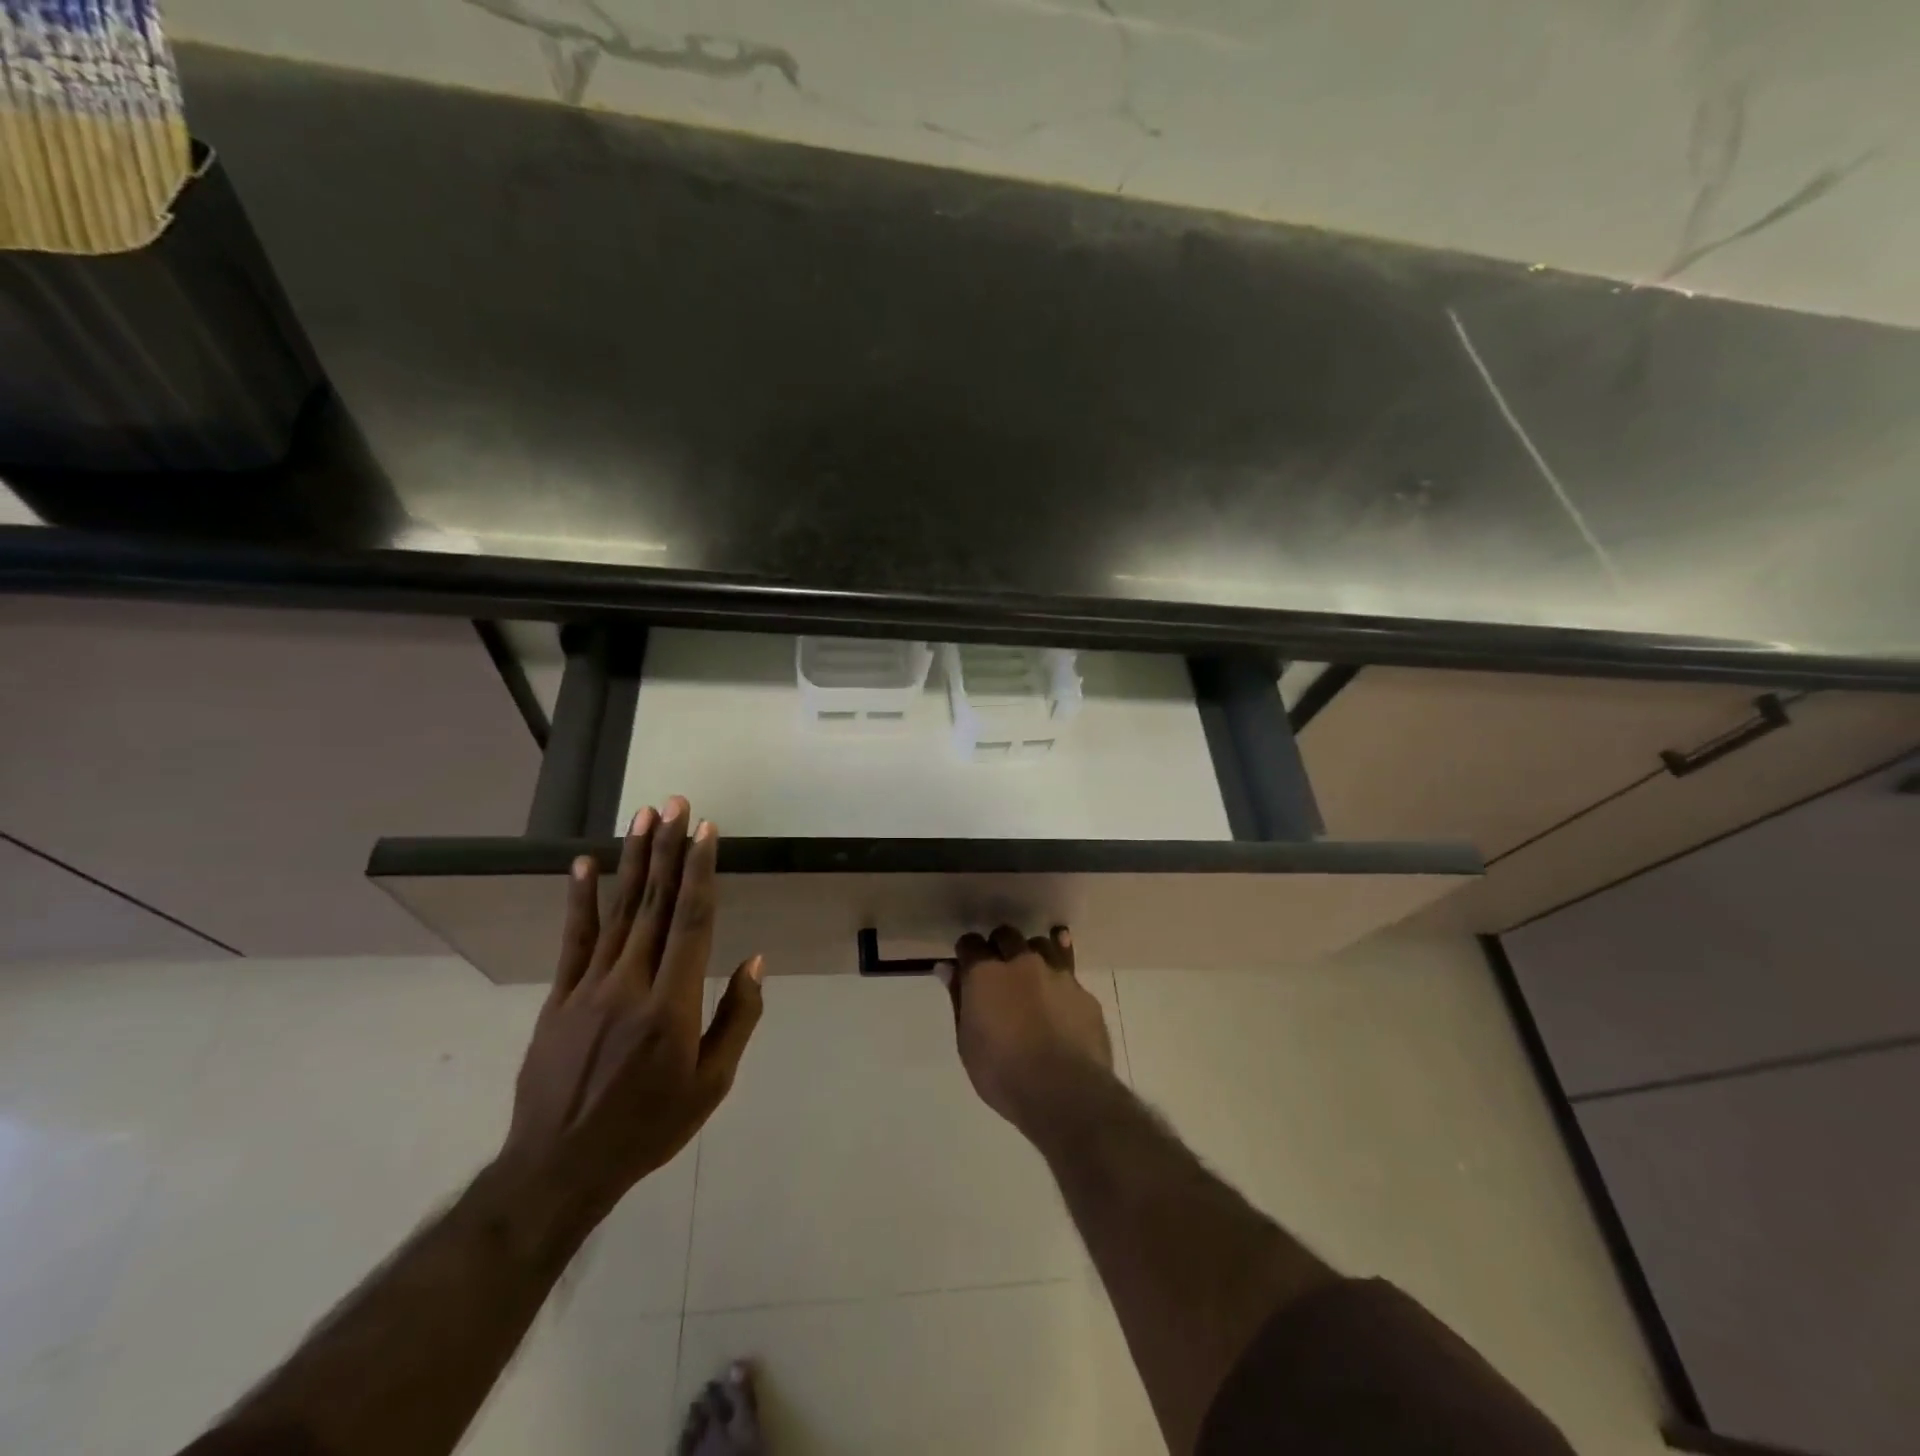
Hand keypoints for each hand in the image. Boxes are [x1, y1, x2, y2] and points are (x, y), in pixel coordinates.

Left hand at [493, 797, 763, 1234]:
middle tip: (674, 803)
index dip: (700, 871)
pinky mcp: (560, 997)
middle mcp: (630, 983)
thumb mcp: (711, 1085)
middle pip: (654, 903)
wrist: (559, 1167)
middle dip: (667, 849)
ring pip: (618, 911)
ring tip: (643, 817)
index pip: (691, 922)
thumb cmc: (649, 1126)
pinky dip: (580, 900)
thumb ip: (736, 1019)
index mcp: (672, 1005)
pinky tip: (584, 865)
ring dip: (632, 860)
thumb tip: (754, 962)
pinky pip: (574, 940)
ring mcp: (589, 987)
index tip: (706, 830)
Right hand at [944, 924, 1112, 1132]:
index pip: (970, 943)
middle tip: (998, 972)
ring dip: (1032, 955)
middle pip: (1006, 935)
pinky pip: (1069, 968)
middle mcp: (1021, 962)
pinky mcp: (1083, 990)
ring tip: (1031, 977)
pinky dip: (1060, 973)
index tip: (966, 968)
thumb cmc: (1003, 1074)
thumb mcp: (967, 1043)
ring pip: (1041, 944)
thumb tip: (947, 968)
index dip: (967, 953)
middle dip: (999, 947)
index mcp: (985, 974)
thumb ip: (958, 1000)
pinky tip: (1059, 989)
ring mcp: (1056, 973)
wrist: (1065, 1092)